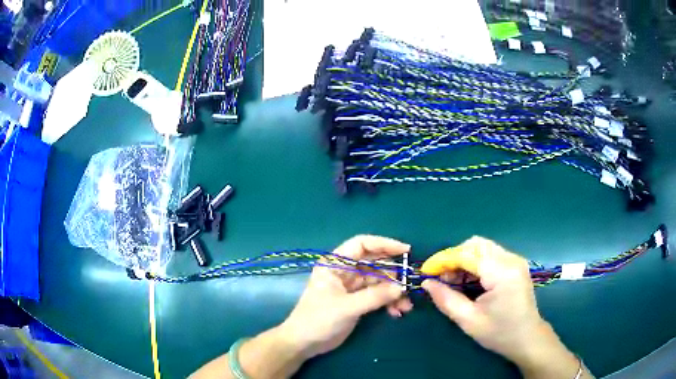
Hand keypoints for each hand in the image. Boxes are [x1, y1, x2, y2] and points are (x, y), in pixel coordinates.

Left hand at [279, 235, 411, 359]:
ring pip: (379, 281)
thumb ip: (375, 296)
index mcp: (335, 264)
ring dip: (394, 292)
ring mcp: (352, 287)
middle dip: (394, 274)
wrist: (304, 343)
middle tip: (410, 284)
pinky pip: (378, 295)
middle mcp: (345, 271)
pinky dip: (388, 302)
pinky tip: (397, 312)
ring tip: (406, 306)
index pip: (362, 245)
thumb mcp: (347, 307)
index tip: (406, 251)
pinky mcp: (357, 301)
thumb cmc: (318, 320)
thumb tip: (402, 287)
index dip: (384, 244)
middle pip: (375, 263)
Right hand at [421, 236, 589, 378]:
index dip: (443, 260)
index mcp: (502, 272)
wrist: (527, 338)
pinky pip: (489, 254)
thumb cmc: (500, 333)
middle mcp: (511, 259)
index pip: (467, 254)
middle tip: (440, 278)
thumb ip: (446, 299)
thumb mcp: (469, 321)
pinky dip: (474, 263)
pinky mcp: (515, 264)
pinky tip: (467, 280)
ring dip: (463, 259)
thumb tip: (426, 283)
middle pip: (475, 244)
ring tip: (452, 280)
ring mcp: (515, 260)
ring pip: (482, 247)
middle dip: (453, 257)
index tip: (425, 272)